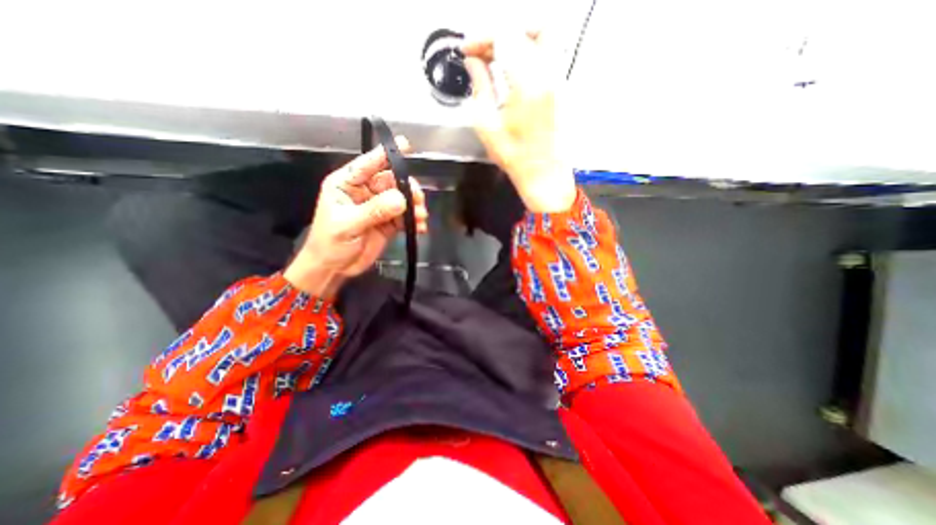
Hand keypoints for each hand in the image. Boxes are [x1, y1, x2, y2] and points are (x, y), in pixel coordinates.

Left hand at [283, 137, 427, 297]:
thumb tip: (401, 199)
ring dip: (414, 206)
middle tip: (418, 200)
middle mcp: (365, 192)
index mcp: (347, 185)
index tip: (406, 146)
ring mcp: (379, 208)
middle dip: (407, 188)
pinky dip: (414, 221)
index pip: (367, 164)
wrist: (334, 268)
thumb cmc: (330, 243)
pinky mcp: (389, 223)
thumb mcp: (348, 224)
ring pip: (402, 199)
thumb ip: (374, 211)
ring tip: (421, 217)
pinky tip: (420, 228)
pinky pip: (405, 217)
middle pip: (391, 182)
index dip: (385, 155)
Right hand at [462, 31, 574, 212]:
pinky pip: (548, 55)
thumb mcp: (487, 126)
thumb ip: (479, 88)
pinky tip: (514, 71)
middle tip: (483, 52)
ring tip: (498, 58)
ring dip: (517, 39)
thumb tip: (473, 63)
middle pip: (525, 30)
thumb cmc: (514, 157)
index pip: (503, 37)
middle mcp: (547, 75)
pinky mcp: (561, 88)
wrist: (543, 174)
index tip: (467, 50)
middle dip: (498, 35)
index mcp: (526, 84)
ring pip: (542, 37)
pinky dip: (529, 52)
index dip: (481, 39)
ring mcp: (558, 80)